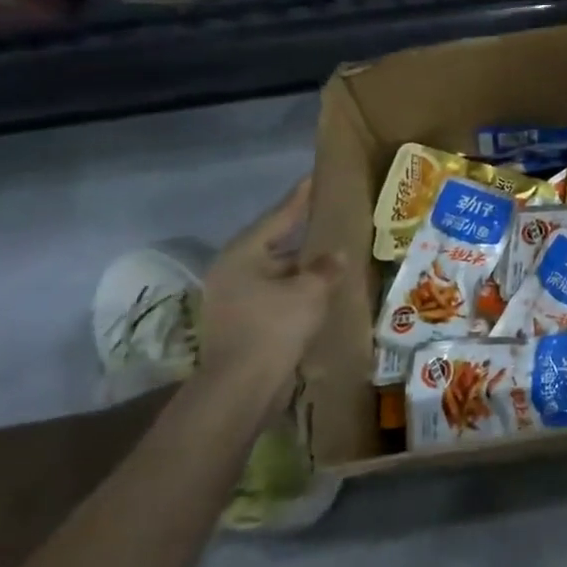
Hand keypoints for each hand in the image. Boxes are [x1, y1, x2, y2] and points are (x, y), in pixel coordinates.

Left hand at [199, 177, 343, 381]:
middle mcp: (232, 270)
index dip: (301, 197)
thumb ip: (325, 267)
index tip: (315, 177)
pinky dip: (295, 287)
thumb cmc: (274, 328)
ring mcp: (233, 297)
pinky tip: (317, 288)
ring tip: (330, 253)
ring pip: (274, 270)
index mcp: (243, 253)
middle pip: (274, 242)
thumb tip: (334, 255)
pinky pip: (274, 292)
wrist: (241, 388)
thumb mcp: (309, 291)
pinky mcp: (241, 321)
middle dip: (301, 232)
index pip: (279, 216)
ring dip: (300, 264)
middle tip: (328, 215)